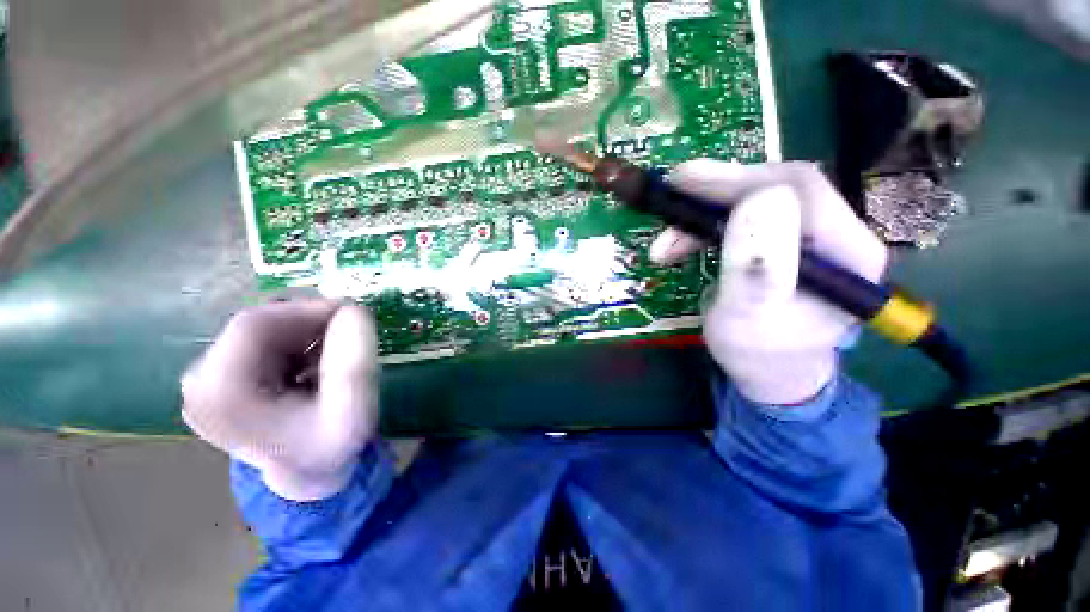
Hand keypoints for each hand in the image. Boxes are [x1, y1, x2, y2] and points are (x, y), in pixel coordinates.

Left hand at [181, 300, 378, 500]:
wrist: (307, 472)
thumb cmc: (330, 447)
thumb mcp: (354, 411)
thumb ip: (355, 363)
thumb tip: (354, 310)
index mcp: (219, 395)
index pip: (256, 325)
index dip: (307, 310)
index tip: (352, 312)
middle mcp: (199, 384)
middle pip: (256, 326)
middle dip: (309, 322)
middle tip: (349, 332)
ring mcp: (206, 381)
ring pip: (261, 331)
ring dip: (304, 333)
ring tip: (334, 355)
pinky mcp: (220, 378)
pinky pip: (260, 342)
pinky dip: (295, 342)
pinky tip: (315, 363)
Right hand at [649, 160, 887, 404]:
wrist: (768, 375)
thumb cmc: (758, 354)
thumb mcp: (750, 317)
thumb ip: (756, 265)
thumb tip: (758, 198)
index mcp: (846, 252)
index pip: (798, 187)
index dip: (738, 179)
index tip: (684, 182)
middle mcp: (837, 235)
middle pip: (773, 188)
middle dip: (713, 196)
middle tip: (669, 202)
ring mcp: (811, 239)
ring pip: (752, 203)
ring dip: (701, 218)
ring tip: (665, 245)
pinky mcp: (784, 245)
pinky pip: (741, 221)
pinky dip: (704, 229)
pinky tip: (681, 246)